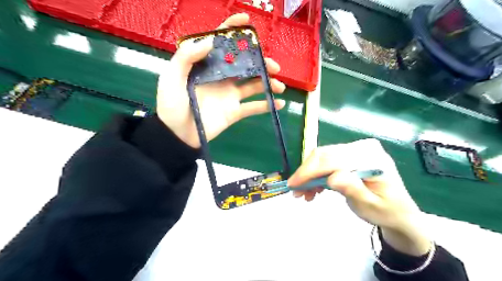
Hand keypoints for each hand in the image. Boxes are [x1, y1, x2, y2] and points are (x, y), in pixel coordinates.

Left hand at [156, 14, 283, 147]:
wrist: (178, 135)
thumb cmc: (172, 105)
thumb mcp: (172, 78)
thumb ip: (186, 57)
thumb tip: (210, 40)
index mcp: (207, 66)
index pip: (221, 43)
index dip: (233, 29)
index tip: (247, 21)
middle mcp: (221, 77)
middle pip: (245, 64)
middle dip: (261, 62)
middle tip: (273, 66)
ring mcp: (230, 95)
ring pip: (253, 84)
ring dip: (268, 83)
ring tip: (279, 86)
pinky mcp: (235, 111)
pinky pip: (253, 107)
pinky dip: (267, 105)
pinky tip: (279, 104)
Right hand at [291, 139, 430, 255]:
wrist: (398, 210)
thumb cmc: (386, 210)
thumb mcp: (370, 205)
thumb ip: (353, 189)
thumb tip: (332, 178)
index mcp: (371, 157)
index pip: (333, 160)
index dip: (310, 171)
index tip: (293, 185)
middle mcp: (362, 147)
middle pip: (324, 155)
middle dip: (306, 173)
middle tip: (296, 191)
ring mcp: (355, 149)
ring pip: (322, 158)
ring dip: (309, 175)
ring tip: (305, 194)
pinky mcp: (349, 155)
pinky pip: (326, 161)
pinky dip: (316, 175)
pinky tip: (314, 188)